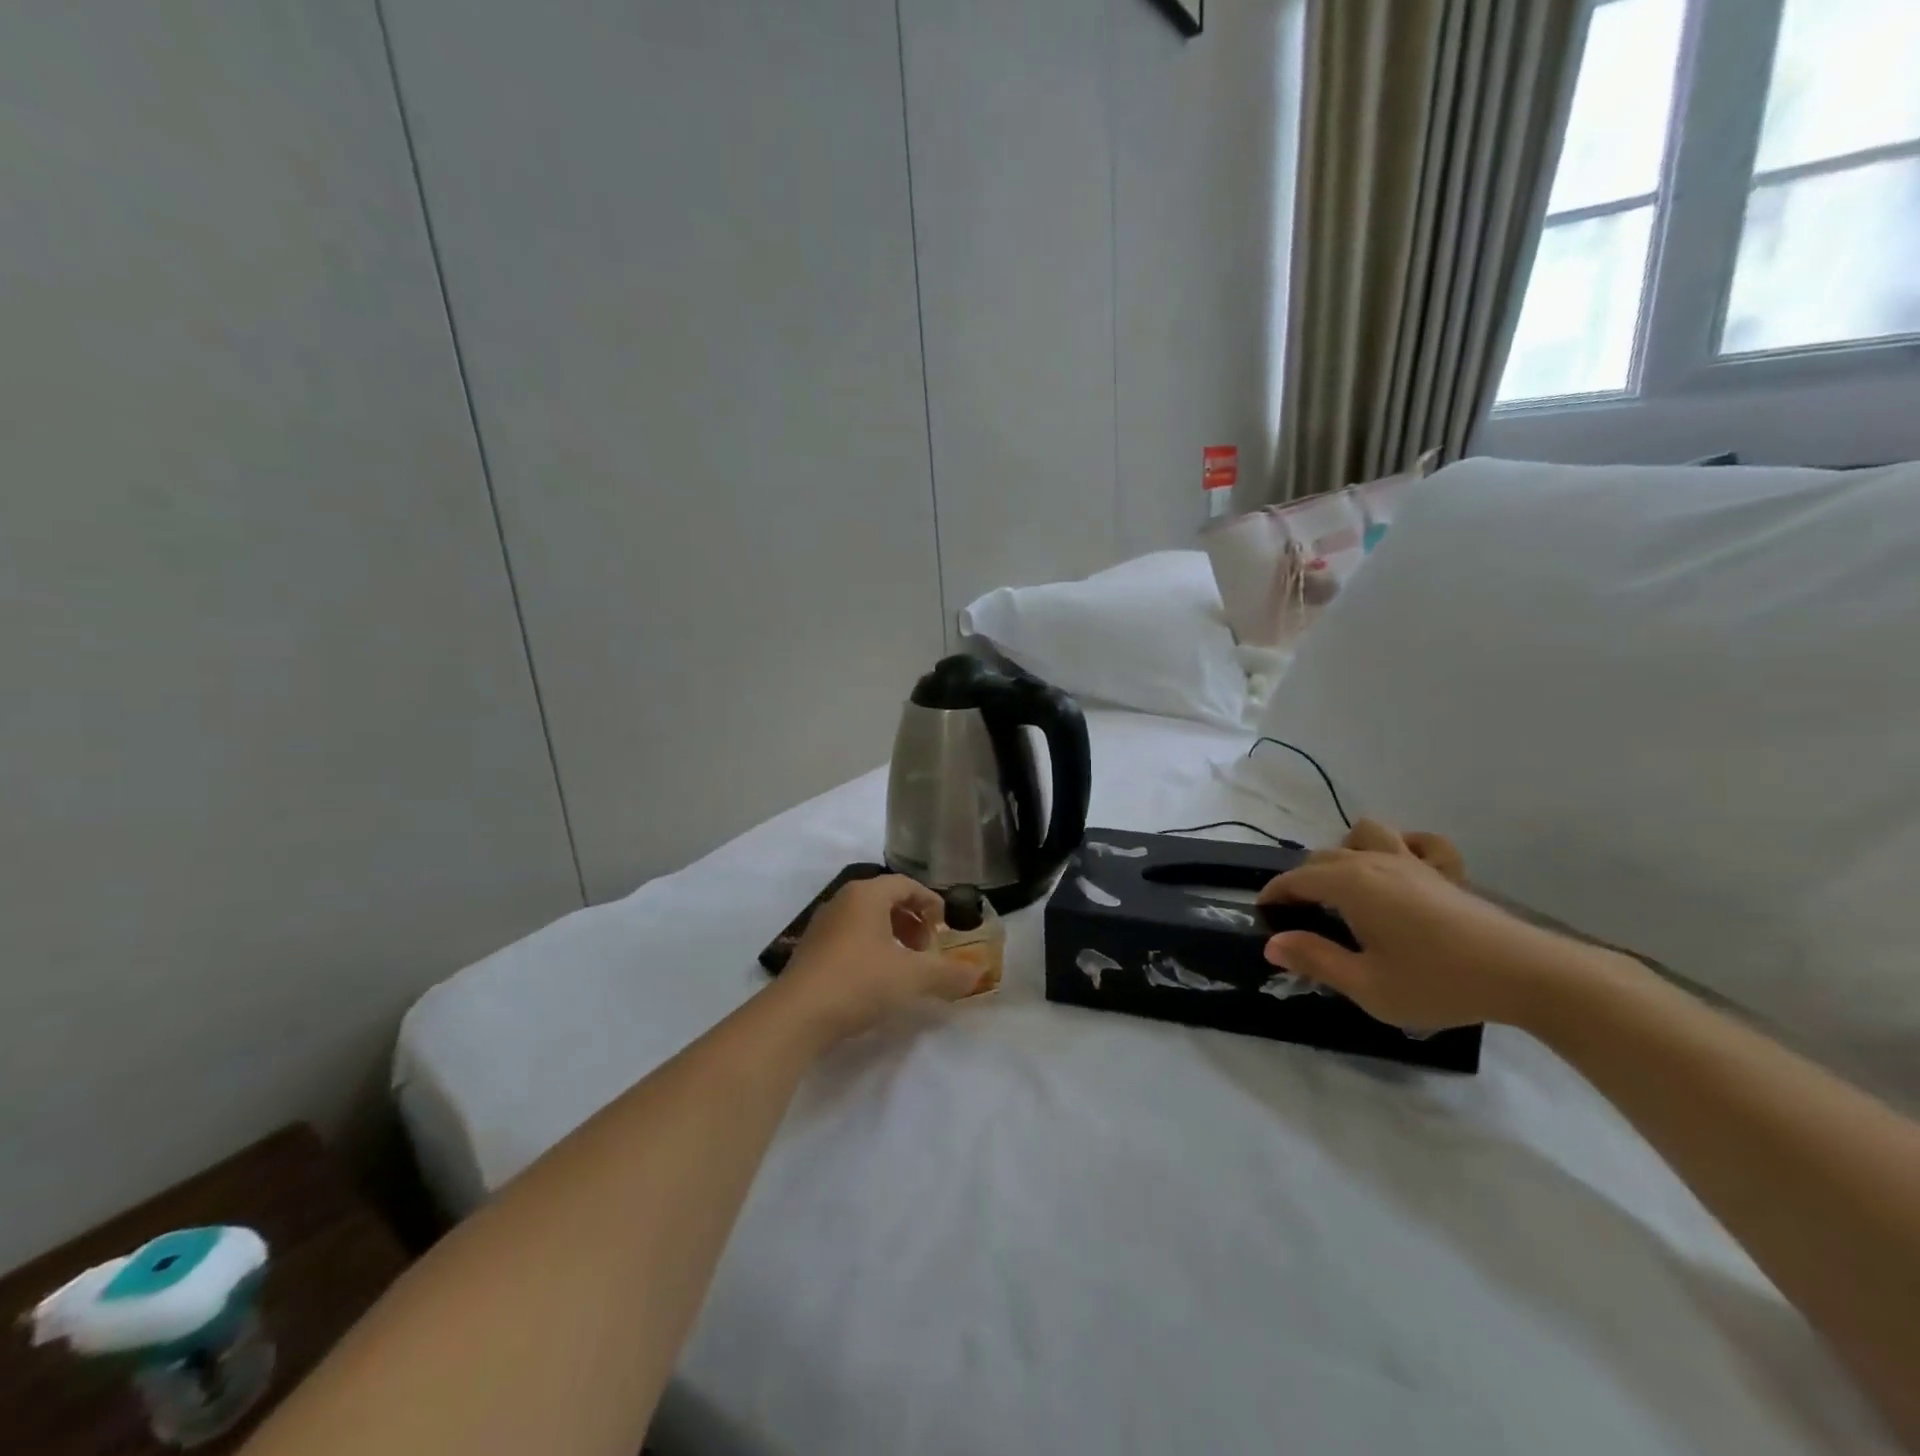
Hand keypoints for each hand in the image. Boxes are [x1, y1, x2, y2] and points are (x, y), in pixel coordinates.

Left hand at [777, 875, 980, 1042]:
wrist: (796, 1016)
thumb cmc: (859, 982)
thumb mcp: (912, 978)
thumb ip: (948, 973)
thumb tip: (977, 973)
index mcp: (866, 895)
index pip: (905, 884)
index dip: (930, 901)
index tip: (945, 923)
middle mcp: (842, 902)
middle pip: (885, 900)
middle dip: (912, 920)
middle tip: (927, 947)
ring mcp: (822, 926)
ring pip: (866, 920)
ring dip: (891, 936)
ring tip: (905, 965)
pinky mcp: (810, 952)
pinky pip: (849, 938)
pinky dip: (870, 949)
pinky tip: (876, 979)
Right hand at [1257, 819, 1595, 1030]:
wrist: (1525, 975)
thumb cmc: (1437, 982)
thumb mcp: (1367, 986)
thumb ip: (1316, 960)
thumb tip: (1272, 943)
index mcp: (1349, 885)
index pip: (1296, 880)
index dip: (1274, 896)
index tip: (1264, 917)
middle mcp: (1374, 862)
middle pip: (1323, 857)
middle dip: (1303, 881)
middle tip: (1302, 918)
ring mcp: (1411, 861)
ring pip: (1364, 834)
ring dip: (1346, 851)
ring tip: (1347, 885)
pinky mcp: (1444, 872)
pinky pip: (1417, 842)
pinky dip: (1402, 847)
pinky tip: (1402, 870)